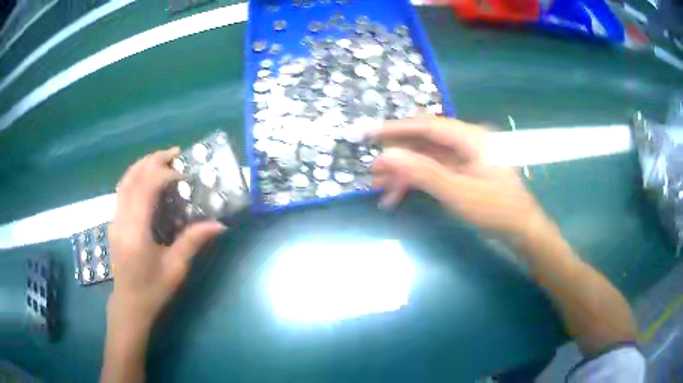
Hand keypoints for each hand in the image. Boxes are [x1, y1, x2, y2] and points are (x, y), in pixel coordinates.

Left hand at [108, 148, 225, 332]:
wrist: (129, 305)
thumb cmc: (153, 290)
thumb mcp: (175, 269)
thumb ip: (193, 242)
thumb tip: (219, 224)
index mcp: (135, 232)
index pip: (146, 188)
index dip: (164, 174)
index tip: (184, 174)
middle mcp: (121, 220)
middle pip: (133, 178)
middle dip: (153, 161)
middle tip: (175, 153)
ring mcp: (114, 220)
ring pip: (124, 181)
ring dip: (143, 165)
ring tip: (162, 159)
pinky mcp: (114, 222)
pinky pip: (122, 191)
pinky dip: (135, 176)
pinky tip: (147, 177)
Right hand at [370, 116, 549, 237]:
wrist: (521, 230)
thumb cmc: (496, 210)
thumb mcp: (458, 193)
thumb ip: (423, 173)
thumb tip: (388, 155)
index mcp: (470, 138)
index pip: (426, 126)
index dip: (395, 128)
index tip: (368, 132)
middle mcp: (466, 142)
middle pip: (424, 142)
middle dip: (397, 157)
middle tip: (373, 171)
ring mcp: (464, 158)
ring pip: (427, 159)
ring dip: (404, 172)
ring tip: (379, 188)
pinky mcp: (463, 172)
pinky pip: (434, 172)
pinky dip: (417, 182)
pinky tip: (398, 196)